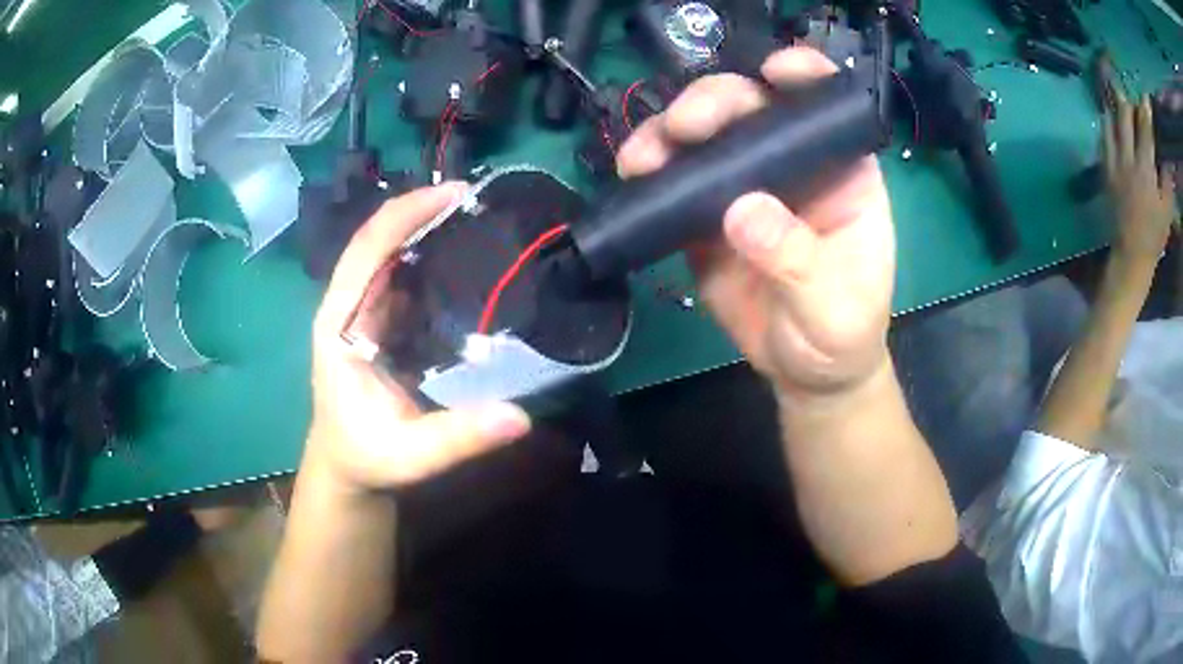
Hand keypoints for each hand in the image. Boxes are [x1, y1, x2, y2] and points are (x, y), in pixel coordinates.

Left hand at [305, 184, 531, 493]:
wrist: (345, 468)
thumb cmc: (366, 457)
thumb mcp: (411, 455)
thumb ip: (460, 438)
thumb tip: (520, 418)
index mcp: (338, 325)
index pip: (365, 250)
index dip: (404, 215)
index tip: (453, 195)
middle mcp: (345, 307)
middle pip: (376, 240)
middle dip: (420, 212)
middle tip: (476, 201)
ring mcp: (359, 311)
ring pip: (387, 252)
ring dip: (425, 229)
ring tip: (476, 218)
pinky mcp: (374, 320)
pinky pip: (399, 275)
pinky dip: (428, 256)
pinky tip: (463, 256)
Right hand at [616, 47, 894, 399]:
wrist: (804, 374)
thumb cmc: (841, 335)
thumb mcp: (833, 307)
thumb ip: (797, 260)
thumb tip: (741, 211)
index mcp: (842, 174)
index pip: (826, 109)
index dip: (805, 78)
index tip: (774, 74)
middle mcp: (793, 167)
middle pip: (754, 109)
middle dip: (716, 103)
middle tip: (686, 126)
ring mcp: (747, 186)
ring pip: (708, 136)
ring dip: (671, 132)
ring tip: (645, 155)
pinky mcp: (709, 214)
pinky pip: (677, 180)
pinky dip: (653, 171)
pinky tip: (635, 173)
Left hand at [1104, 94, 1176, 264]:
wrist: (1132, 254)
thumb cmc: (1154, 234)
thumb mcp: (1166, 210)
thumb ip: (1167, 181)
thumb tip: (1167, 158)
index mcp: (1145, 170)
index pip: (1145, 129)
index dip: (1145, 110)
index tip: (1145, 98)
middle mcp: (1128, 159)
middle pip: (1125, 116)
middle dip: (1130, 104)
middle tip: (1135, 105)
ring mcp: (1114, 162)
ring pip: (1111, 121)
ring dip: (1117, 111)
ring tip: (1123, 109)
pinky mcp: (1104, 168)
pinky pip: (1103, 137)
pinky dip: (1107, 125)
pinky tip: (1112, 123)